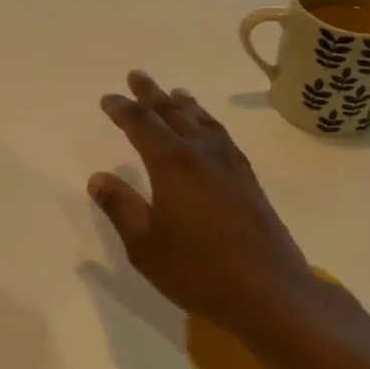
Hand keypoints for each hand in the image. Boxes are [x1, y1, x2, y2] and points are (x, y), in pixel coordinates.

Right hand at [89, 70, 342, 342]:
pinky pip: (222, 136)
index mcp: (172, 164)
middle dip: (152, 94)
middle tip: (137, 76)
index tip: (108, 98)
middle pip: (173, 114)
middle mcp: (202, 154)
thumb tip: (99, 177)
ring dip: (184, 105)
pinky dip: (208, 123)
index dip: (123, 109)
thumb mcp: (145, 245)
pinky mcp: (248, 181)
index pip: (142, 125)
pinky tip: (209, 131)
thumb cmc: (198, 270)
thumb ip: (121, 207)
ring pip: (203, 122)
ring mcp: (230, 165)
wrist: (270, 292)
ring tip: (175, 93)